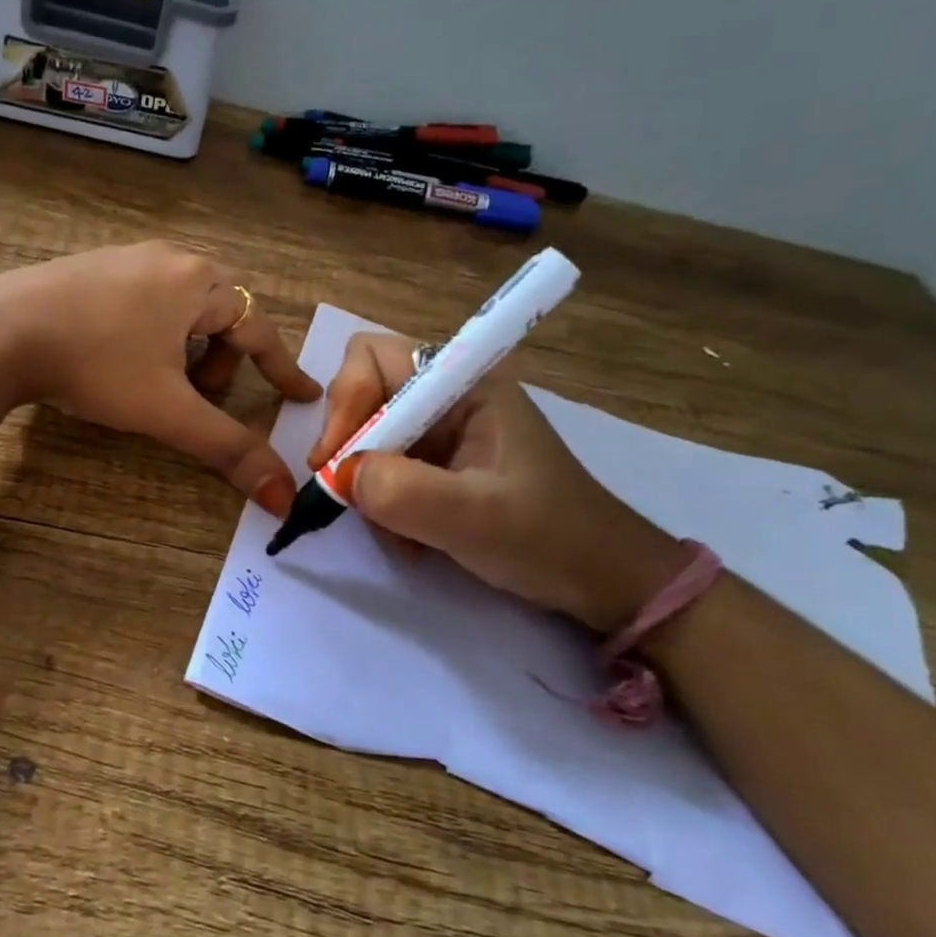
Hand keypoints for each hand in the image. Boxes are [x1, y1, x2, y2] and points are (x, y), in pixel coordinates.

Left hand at [0, 242, 321, 513]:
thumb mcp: (168, 411)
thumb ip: (228, 448)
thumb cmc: (96, 364)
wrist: (0, 331)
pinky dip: (153, 330)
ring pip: (181, 304)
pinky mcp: (91, 266)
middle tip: (205, 393)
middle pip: (221, 313)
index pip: (259, 330)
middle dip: (223, 358)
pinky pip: (145, 297)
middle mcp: (170, 258)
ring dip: (186, 345)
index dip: (282, 369)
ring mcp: (127, 257)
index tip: (301, 394)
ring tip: (158, 379)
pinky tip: (119, 355)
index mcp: (199, 283)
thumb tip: (283, 497)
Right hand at [311, 332, 681, 631]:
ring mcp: (440, 431)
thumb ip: (403, 491)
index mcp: (465, 382)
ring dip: (365, 485)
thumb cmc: (549, 538)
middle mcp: (446, 395)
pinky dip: (382, 503)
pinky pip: (383, 470)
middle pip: (362, 393)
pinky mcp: (436, 464)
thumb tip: (338, 476)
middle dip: (348, 445)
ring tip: (397, 532)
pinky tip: (410, 538)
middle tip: (348, 495)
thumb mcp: (476, 517)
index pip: (374, 356)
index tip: (335, 460)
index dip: (346, 400)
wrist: (600, 580)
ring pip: (366, 437)